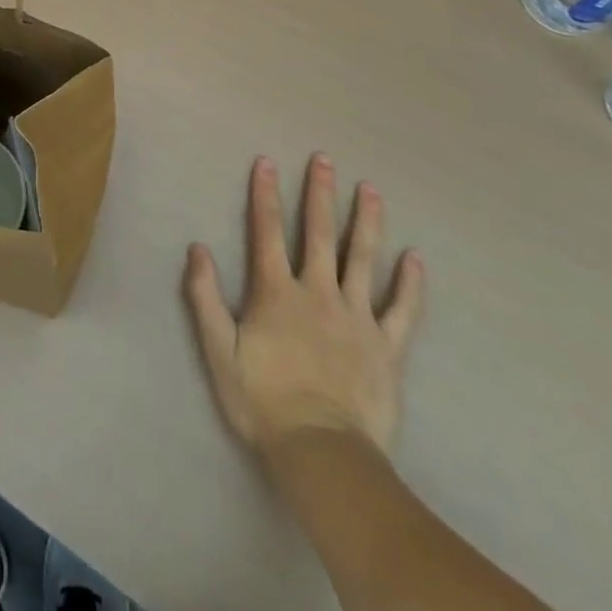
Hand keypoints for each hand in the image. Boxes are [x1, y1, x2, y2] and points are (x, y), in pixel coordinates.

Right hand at [184, 154, 424, 456]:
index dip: (264, 195)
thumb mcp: (218, 349)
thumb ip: (205, 296)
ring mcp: (357, 318)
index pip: (266, 231)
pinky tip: (415, 257)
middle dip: (320, 194)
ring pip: (362, 260)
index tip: (267, 162)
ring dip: (366, 222)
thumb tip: (197, 248)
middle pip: (318, 234)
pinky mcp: (387, 348)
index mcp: (276, 292)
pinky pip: (402, 310)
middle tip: (325, 159)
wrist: (321, 452)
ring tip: (371, 190)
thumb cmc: (263, 400)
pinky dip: (409, 283)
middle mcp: (317, 293)